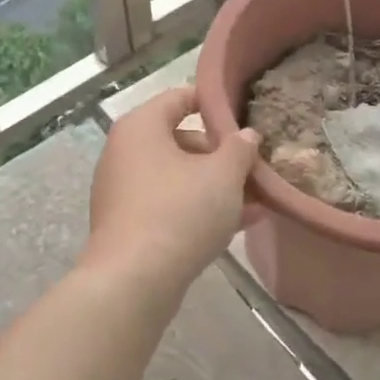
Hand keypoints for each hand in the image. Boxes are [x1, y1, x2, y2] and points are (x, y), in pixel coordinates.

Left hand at [84, 86, 260, 297]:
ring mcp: (123, 191)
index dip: (213, 102)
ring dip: (215, 185)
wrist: (134, 281)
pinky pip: (169, 204)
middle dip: (220, 154)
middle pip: (180, 139)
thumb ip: (240, 148)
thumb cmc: (180, 212)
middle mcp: (125, 152)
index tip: (244, 114)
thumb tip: (246, 135)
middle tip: (253, 167)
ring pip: (178, 177)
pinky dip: (198, 208)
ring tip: (255, 199)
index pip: (180, 97)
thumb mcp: (224, 175)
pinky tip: (237, 224)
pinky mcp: (127, 224)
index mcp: (141, 127)